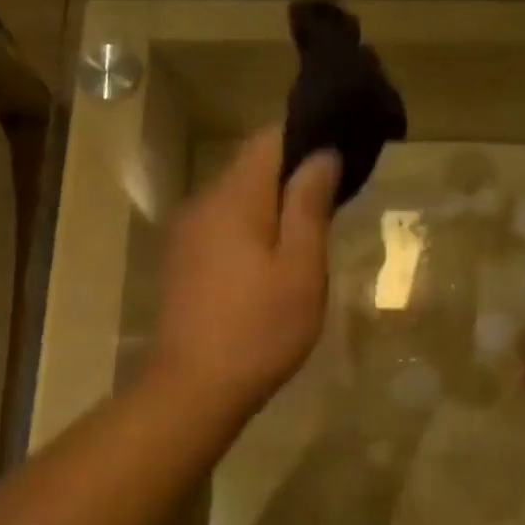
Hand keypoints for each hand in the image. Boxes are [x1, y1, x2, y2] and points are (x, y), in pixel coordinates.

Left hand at [149, 125, 340, 418]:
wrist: (194, 388)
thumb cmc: (259, 329)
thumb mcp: (300, 267)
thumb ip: (310, 204)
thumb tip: (322, 154)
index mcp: (235, 197)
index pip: (269, 139)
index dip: (307, 135)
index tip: (342, 149)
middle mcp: (204, 203)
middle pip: (252, 166)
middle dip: (292, 172)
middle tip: (336, 195)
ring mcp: (188, 233)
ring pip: (237, 198)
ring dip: (273, 203)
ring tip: (311, 228)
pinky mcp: (183, 261)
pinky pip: (223, 225)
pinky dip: (252, 227)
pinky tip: (272, 258)